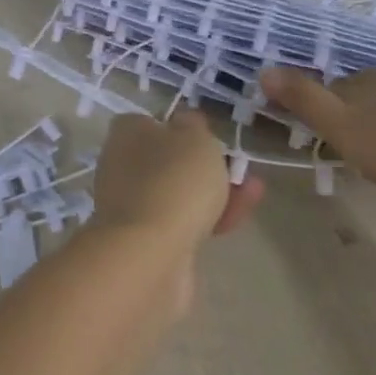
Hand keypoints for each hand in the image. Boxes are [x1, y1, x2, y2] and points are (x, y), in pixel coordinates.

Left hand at [92, 111, 265, 247]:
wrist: (150, 253)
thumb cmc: (173, 180)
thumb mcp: (194, 137)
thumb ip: (194, 125)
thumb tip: (186, 122)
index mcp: (126, 133)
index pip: (151, 121)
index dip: (182, 127)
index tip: (210, 135)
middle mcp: (121, 166)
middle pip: (169, 159)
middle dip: (207, 164)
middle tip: (238, 166)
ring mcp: (132, 205)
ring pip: (179, 192)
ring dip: (216, 190)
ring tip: (254, 190)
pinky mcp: (146, 239)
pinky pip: (183, 221)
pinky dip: (210, 217)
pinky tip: (238, 216)